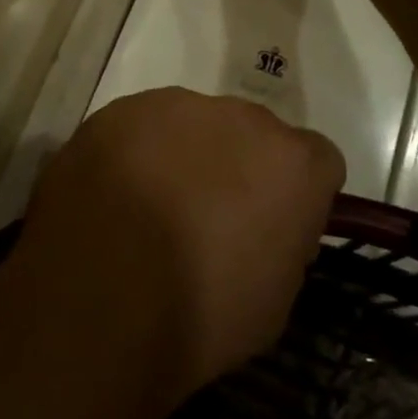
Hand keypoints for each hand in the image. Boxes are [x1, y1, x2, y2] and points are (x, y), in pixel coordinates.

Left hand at [17, 88, 344, 403]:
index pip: (318, 162)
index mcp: (293, 163)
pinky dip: (135, 153)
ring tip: (150, 208)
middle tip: (207, 217)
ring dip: (184, 155)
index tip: (274, 227)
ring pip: (193, 125)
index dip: (298, 194)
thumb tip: (264, 228)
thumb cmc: (201, 312)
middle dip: (239, 166)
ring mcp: (176, 106)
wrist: (99, 295)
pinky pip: (141, 126)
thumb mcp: (273, 301)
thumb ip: (282, 243)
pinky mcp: (120, 109)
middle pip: (252, 135)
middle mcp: (242, 118)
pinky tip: (112, 197)